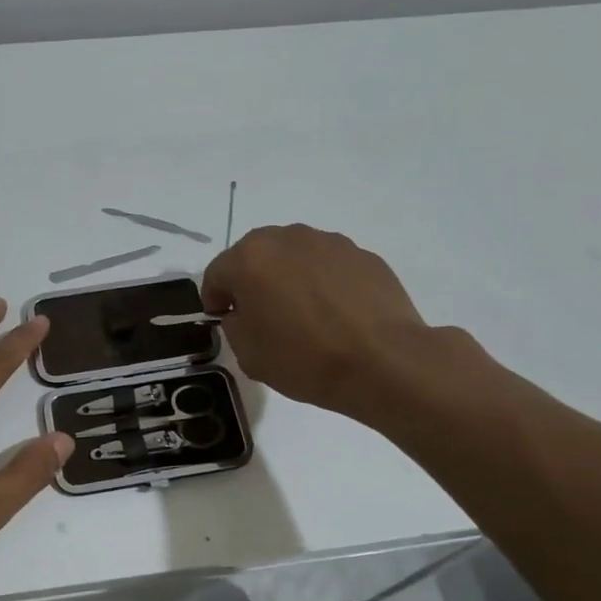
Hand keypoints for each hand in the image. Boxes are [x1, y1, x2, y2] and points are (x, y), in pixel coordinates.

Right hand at [201, 224, 433, 420]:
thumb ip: (234, 325)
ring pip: (294, 257)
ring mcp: (329, 242)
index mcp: (250, 259)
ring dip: (289, 278)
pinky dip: (324, 283)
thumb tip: (244, 312)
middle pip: (255, 256)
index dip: (215, 300)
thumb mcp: (248, 354)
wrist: (384, 362)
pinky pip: (329, 266)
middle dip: (252, 281)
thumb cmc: (305, 359)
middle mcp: (286, 238)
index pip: (216, 273)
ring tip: (304, 314)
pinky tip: (336, 314)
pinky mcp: (363, 254)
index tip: (225, 321)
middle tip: (263, 315)